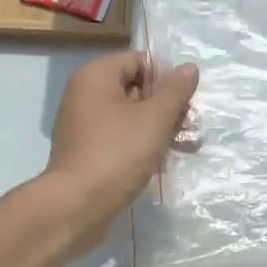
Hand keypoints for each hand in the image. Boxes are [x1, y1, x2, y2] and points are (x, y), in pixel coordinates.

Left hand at [42, 51, 198, 236]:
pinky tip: (160, 161)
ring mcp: (81, 124)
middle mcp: (83, 94)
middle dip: (164, 105)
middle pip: (133, 88)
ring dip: (156, 127)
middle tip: (189, 125)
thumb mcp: (155, 118)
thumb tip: (189, 67)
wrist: (77, 205)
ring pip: (128, 116)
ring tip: (183, 145)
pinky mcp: (84, 151)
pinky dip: (139, 144)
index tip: (184, 101)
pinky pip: (117, 137)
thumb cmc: (118, 152)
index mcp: (95, 76)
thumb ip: (175, 90)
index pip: (137, 61)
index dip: (165, 77)